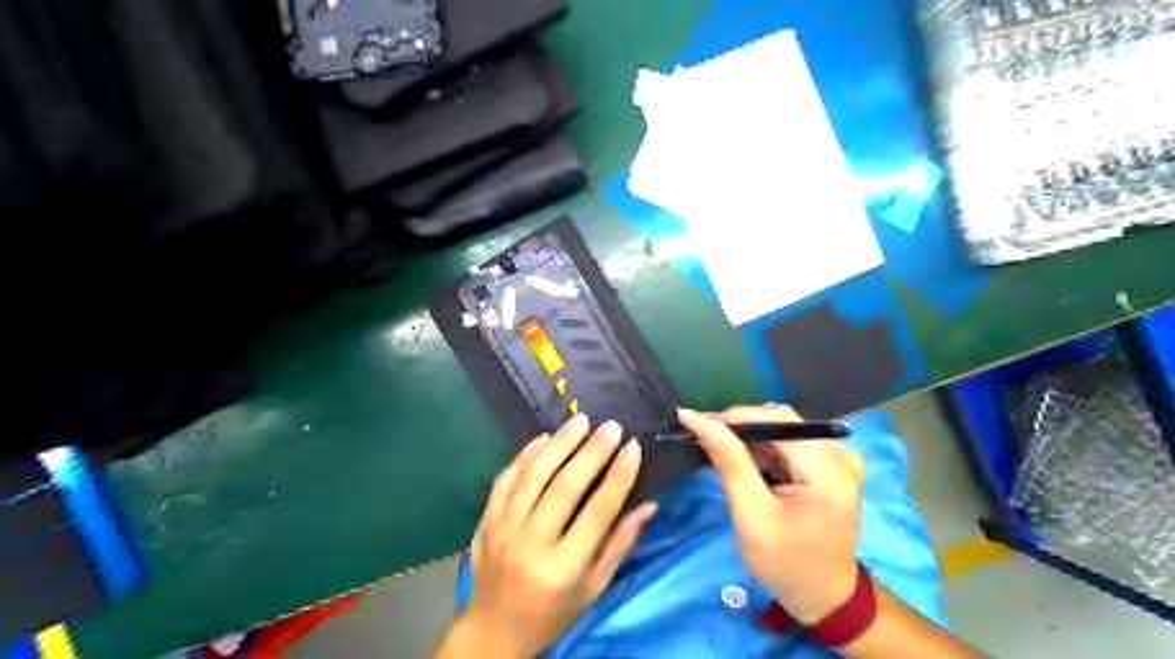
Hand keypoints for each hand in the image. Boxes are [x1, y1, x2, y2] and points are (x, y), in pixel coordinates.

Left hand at [460, 418, 658, 658]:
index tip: (633, 447)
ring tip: (580, 421)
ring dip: (559, 444)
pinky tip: (544, 437)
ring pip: (533, 476)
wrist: (493, 630)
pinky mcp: (486, 520)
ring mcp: (503, 529)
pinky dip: (525, 454)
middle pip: (564, 488)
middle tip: (610, 427)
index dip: (619, 477)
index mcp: (563, 568)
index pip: (597, 513)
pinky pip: (506, 479)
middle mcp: (532, 545)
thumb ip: (619, 544)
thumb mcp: (593, 588)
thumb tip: (648, 504)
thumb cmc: (553, 612)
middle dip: (591, 452)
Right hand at [681, 404, 861, 626]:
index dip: (735, 417)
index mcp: (827, 469)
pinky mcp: (833, 467)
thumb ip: (729, 461)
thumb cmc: (784, 562)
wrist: (823, 598)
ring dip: (752, 440)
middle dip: (742, 428)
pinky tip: (748, 467)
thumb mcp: (751, 513)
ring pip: (785, 430)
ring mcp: (840, 460)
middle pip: (782, 421)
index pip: (777, 420)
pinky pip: (793, 443)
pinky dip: (766, 450)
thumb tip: (699, 418)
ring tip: (723, 455)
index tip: (697, 423)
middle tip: (706, 439)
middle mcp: (840, 455)